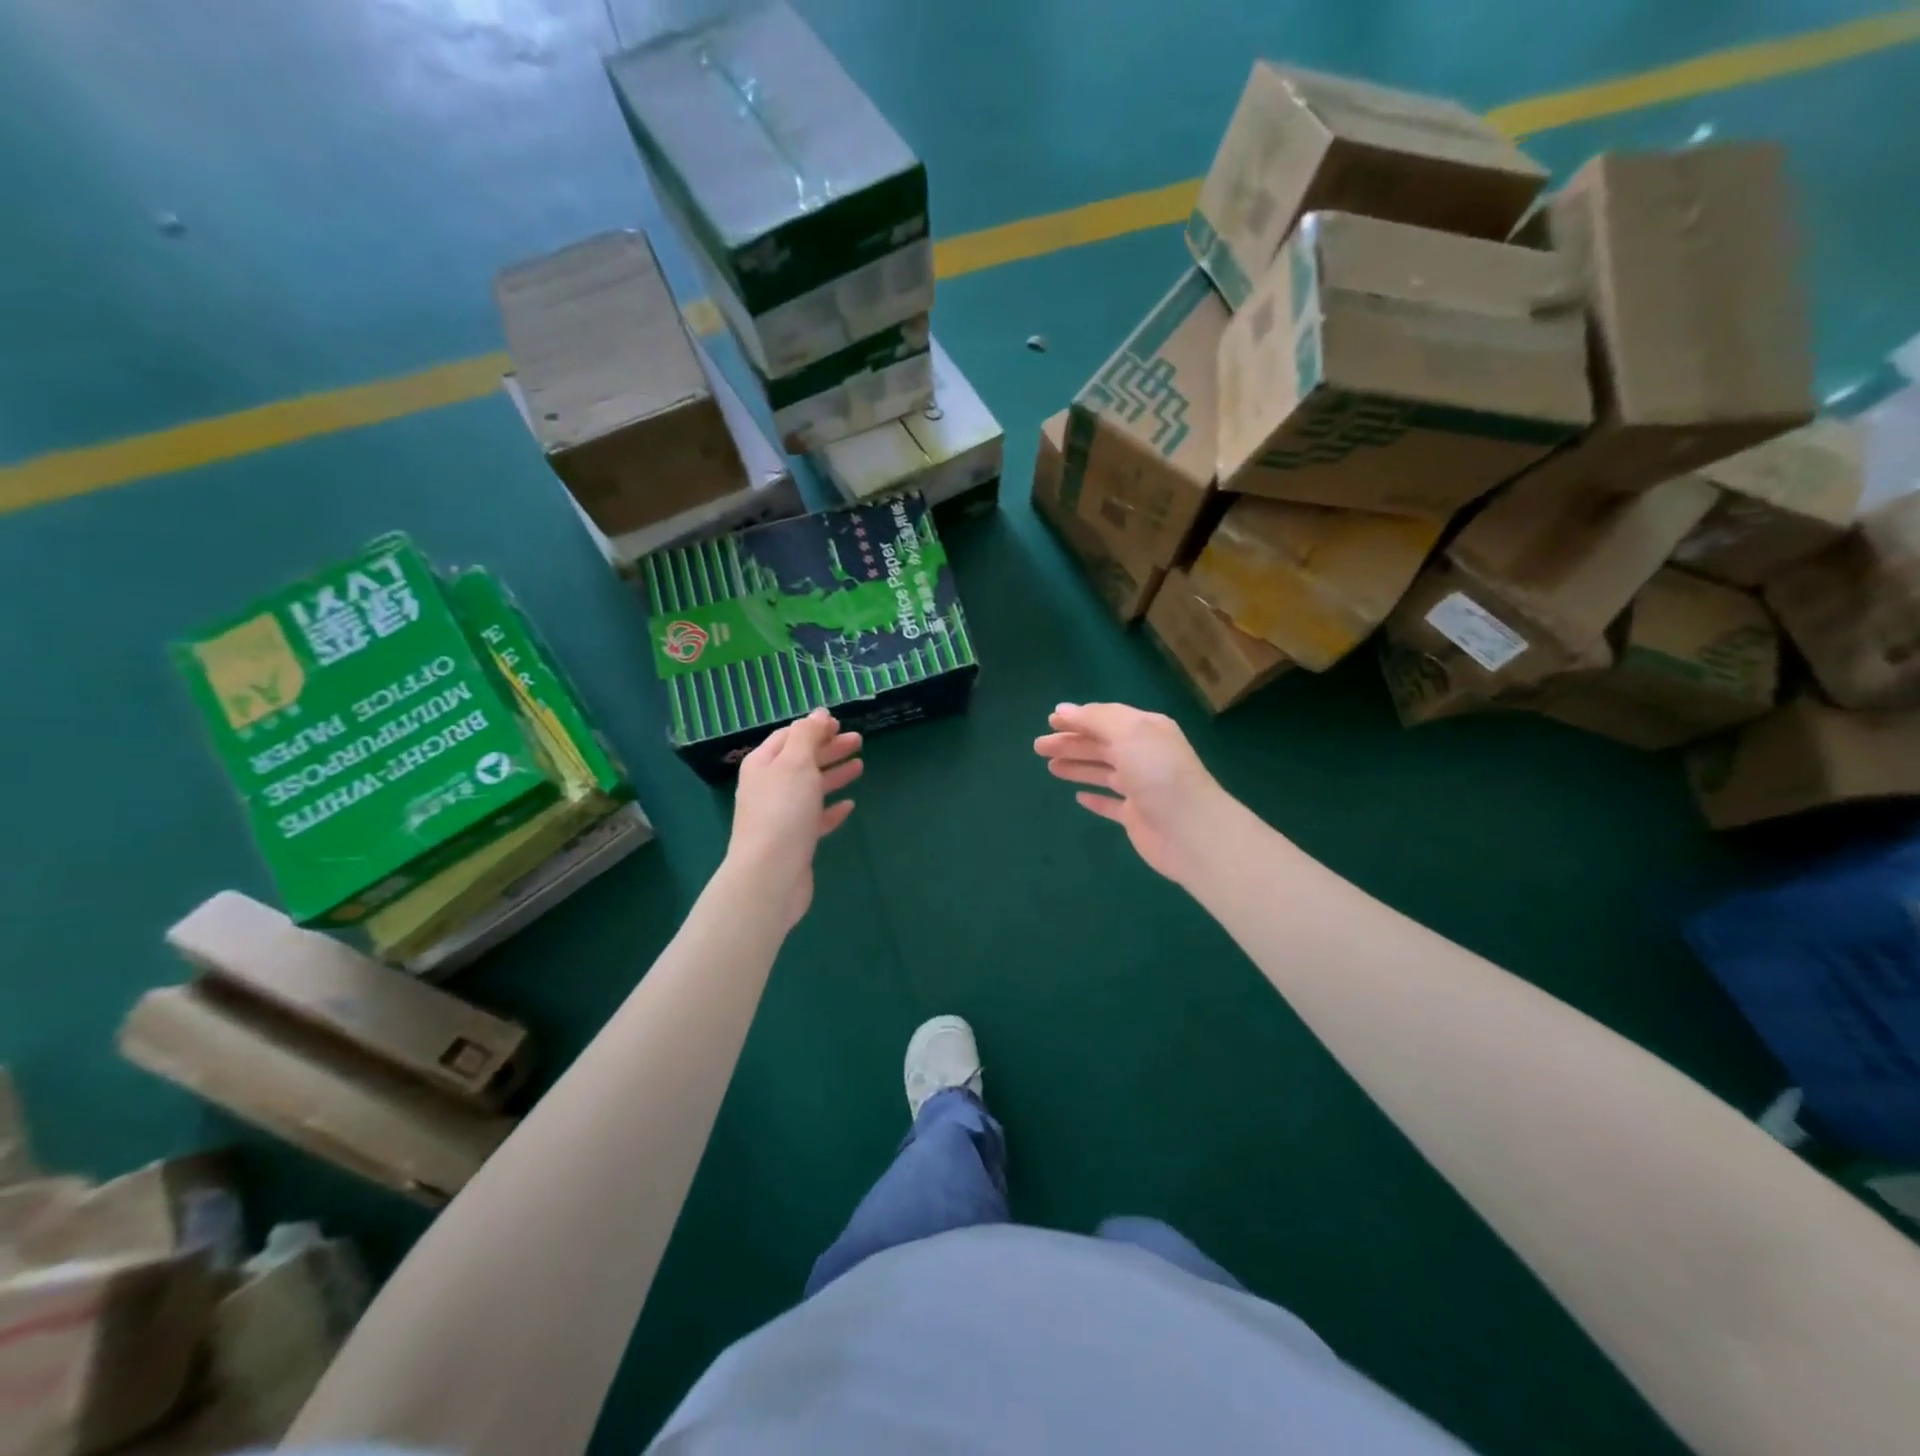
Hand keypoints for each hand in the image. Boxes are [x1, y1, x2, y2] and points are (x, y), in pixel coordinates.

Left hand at [729, 709, 862, 928]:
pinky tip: (849, 805)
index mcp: (763, 764)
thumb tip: (818, 713)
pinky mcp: (795, 841)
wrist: (770, 873)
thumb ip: (808, 734)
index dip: (813, 727)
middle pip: (801, 760)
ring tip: (860, 766)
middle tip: (858, 741)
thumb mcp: (796, 762)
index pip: (788, 736)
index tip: (839, 723)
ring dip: (834, 774)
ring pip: (810, 788)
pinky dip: (832, 809)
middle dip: (828, 748)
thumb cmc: (783, 810)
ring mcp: (781, 815)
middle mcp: (768, 787)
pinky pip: (815, 818)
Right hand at [1034, 702, 1232, 884]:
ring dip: (1077, 766)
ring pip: (1103, 771)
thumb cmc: (1158, 773)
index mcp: (1146, 730)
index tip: (1049, 722)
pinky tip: (1078, 797)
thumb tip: (1063, 710)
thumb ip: (1096, 719)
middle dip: (1070, 743)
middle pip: (1101, 744)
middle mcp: (1144, 755)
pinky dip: (1095, 798)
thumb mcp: (1128, 732)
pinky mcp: (1136, 816)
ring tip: (1051, 767)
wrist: (1190, 830)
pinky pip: (1111, 803)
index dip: (1078, 719)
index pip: (1106, 718)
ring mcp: (1141, 787)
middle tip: (1038, 747)